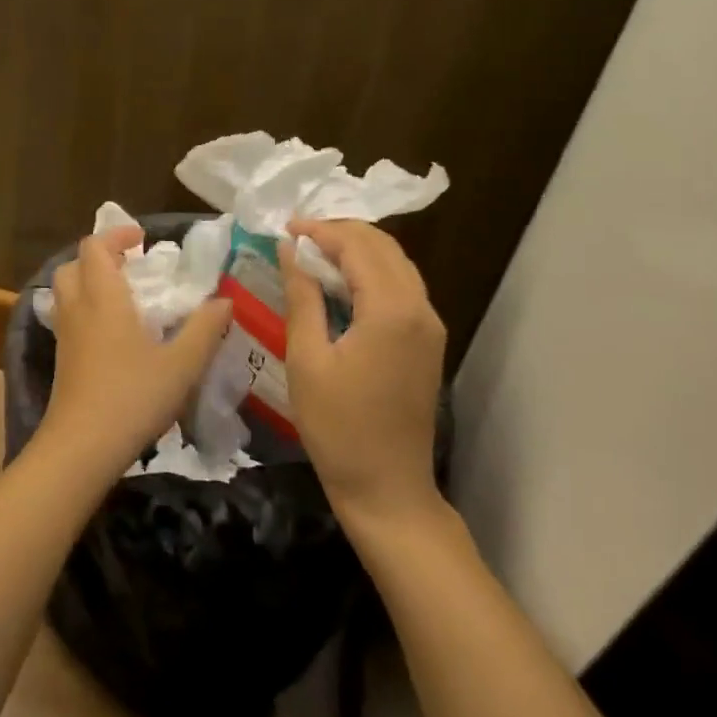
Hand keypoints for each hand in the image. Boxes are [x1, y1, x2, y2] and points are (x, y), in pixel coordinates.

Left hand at [42, 226, 233, 478]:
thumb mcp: (181, 365)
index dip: (116, 235)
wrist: (81, 448)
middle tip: (132, 267)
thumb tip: (223, 301)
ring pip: (66, 291)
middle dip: (100, 257)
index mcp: (103, 298)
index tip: (143, 241)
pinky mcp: (62, 359)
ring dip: (90, 282)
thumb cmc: (133, 397)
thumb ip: (204, 329)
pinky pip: (68, 317)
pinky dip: (87, 309)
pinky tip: (115, 334)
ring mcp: (65, 335)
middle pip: (73, 265)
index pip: (94, 246)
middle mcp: (78, 309)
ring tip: (125, 297)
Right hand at [280, 219, 445, 522]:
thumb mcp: (307, 360)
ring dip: (359, 250)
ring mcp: (430, 325)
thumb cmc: (338, 427)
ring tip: (316, 254)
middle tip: (299, 238)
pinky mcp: (429, 342)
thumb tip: (291, 250)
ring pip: (397, 264)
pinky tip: (343, 284)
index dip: (320, 231)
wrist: (387, 488)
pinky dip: (373, 273)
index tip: (285, 228)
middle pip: (384, 247)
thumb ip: (302, 297)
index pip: (357, 246)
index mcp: (391, 310)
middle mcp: (420, 308)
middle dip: (341, 233)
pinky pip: (403, 287)